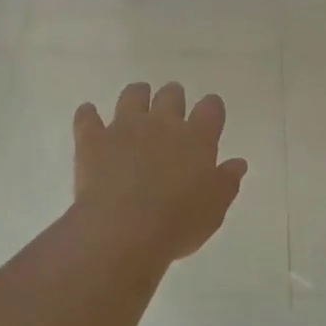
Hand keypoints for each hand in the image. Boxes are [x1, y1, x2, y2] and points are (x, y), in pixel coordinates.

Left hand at [73, 81, 247, 265]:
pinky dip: (89, 115)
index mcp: (197, 138)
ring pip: (132, 95)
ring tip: (137, 104)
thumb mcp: (213, 210)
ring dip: (137, 96)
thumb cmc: (177, 224)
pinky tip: (90, 117)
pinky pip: (87, 117)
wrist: (122, 231)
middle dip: (173, 98)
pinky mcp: (92, 139)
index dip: (211, 108)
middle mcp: (162, 124)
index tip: (210, 115)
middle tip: (172, 108)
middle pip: (171, 95)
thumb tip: (237, 163)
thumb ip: (226, 183)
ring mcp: (124, 127)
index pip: (211, 108)